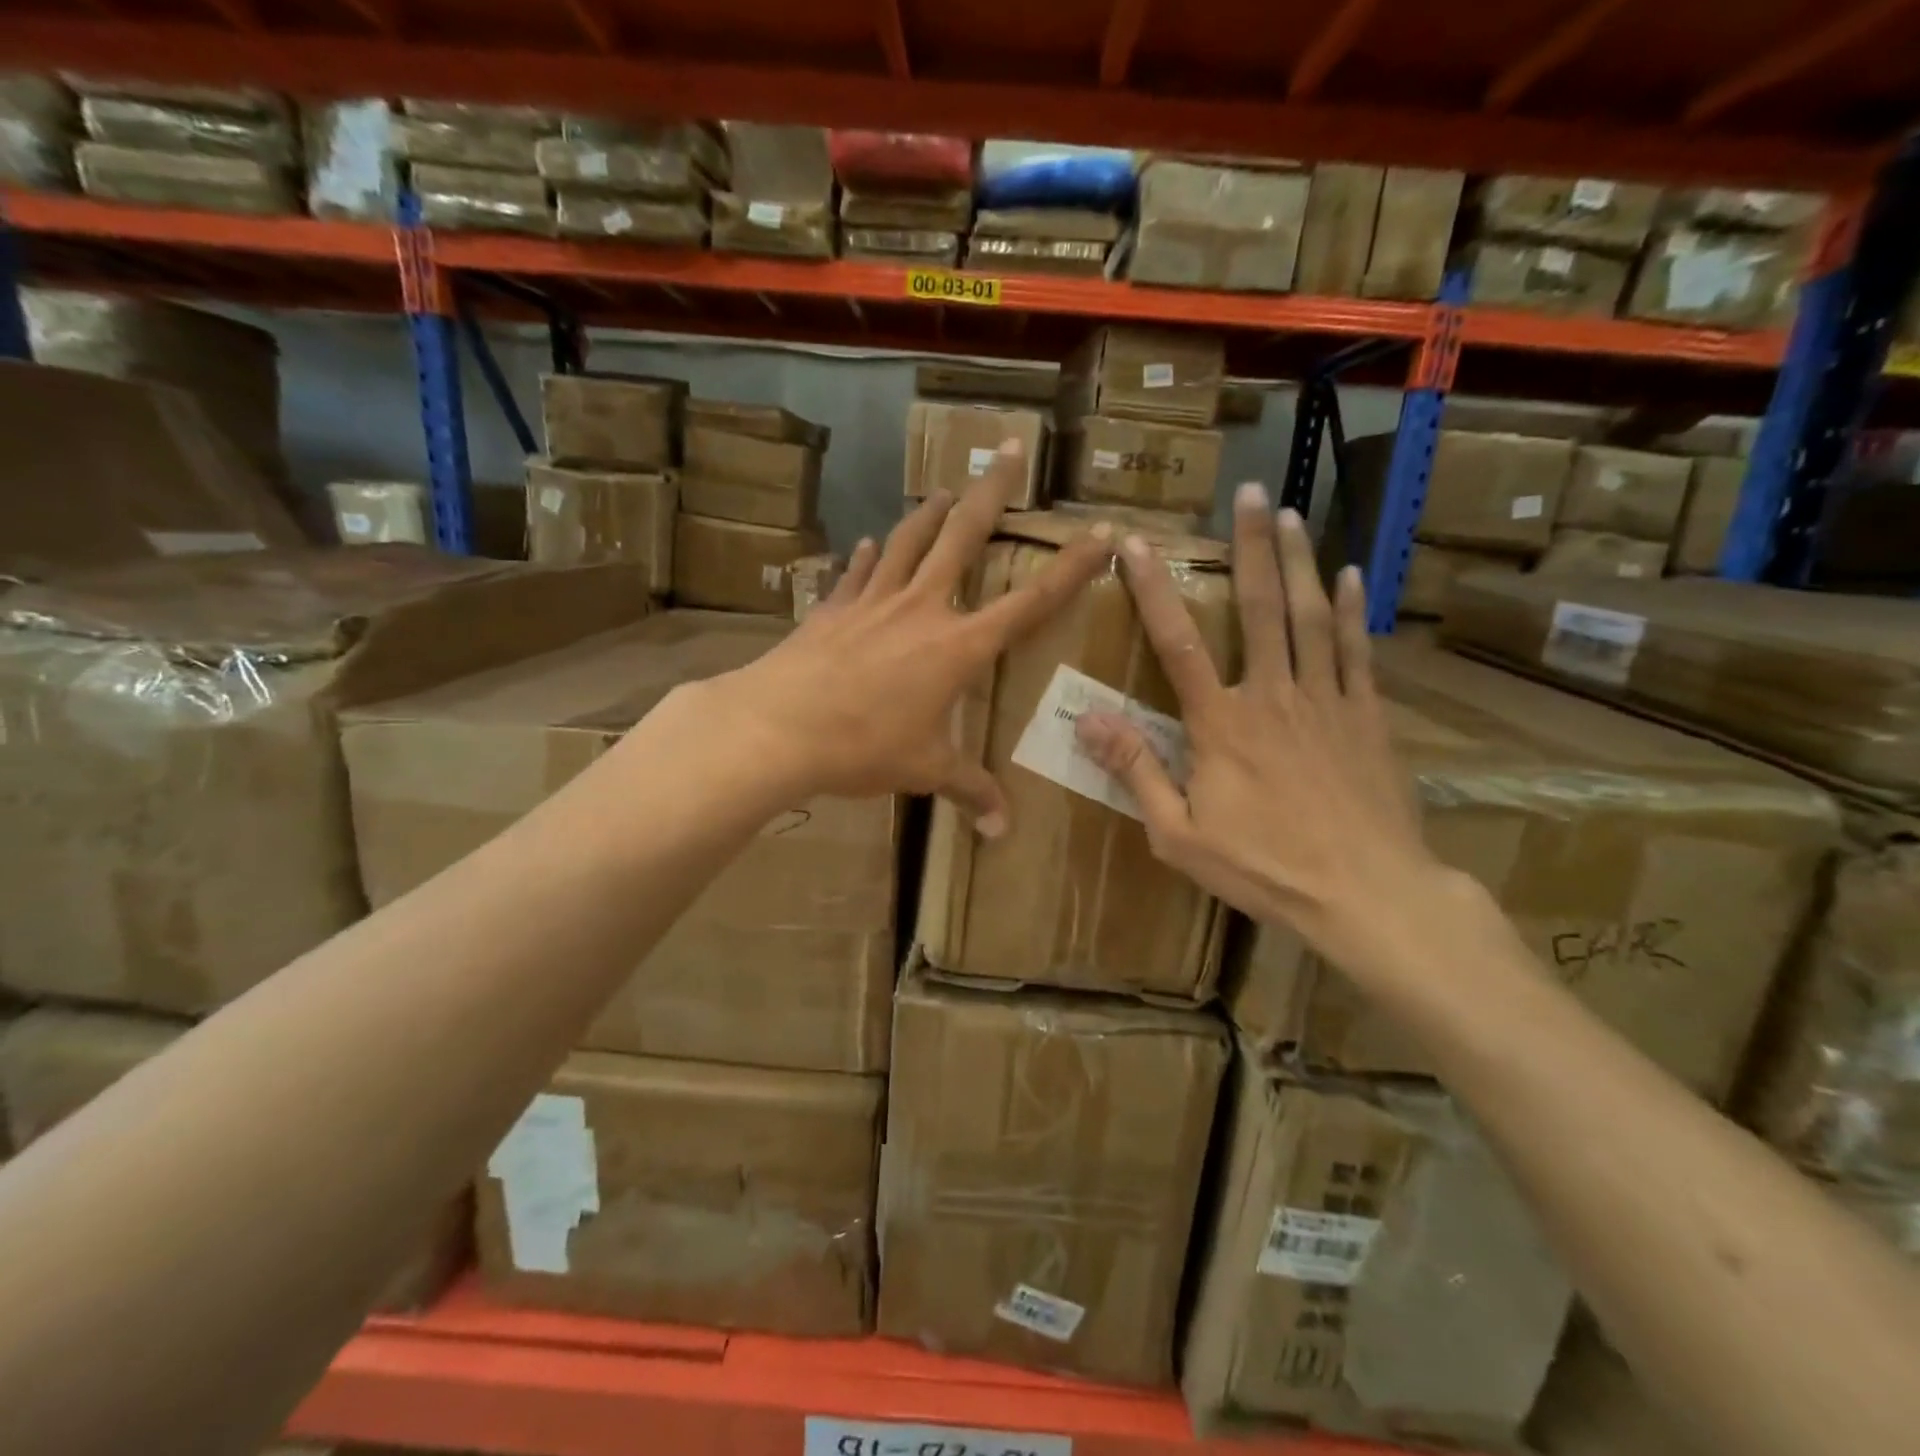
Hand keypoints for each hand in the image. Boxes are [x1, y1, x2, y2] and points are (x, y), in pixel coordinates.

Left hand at [722, 440, 1111, 831]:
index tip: (1100, 533)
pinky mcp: (834, 608)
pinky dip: (867, 557)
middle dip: (991, 492)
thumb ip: (969, 791)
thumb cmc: (863, 747)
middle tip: (1010, 448)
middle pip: (963, 538)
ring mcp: (873, 601)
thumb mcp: (925, 771)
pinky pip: (857, 573)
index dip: (1070, 569)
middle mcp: (922, 609)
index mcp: (958, 646)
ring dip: (929, 512)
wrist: (779, 726)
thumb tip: (1001, 831)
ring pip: (908, 541)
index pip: (1030, 602)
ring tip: (944, 488)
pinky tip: (868, 543)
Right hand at [1074, 485, 1436, 975]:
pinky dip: (1351, 609)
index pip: (1177, 643)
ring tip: (1292, 514)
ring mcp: (1325, 700)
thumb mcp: (1179, 834)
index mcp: (1220, 723)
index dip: (1153, 590)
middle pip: (1259, 608)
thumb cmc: (1263, 867)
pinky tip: (1350, 575)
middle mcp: (1272, 695)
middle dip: (1251, 547)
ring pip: (1310, 616)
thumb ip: (1135, 770)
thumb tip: (1087, 719)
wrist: (1367, 893)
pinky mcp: (1366, 716)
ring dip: (1299, 561)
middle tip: (1250, 493)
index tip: (1136, 545)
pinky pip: (1355, 651)